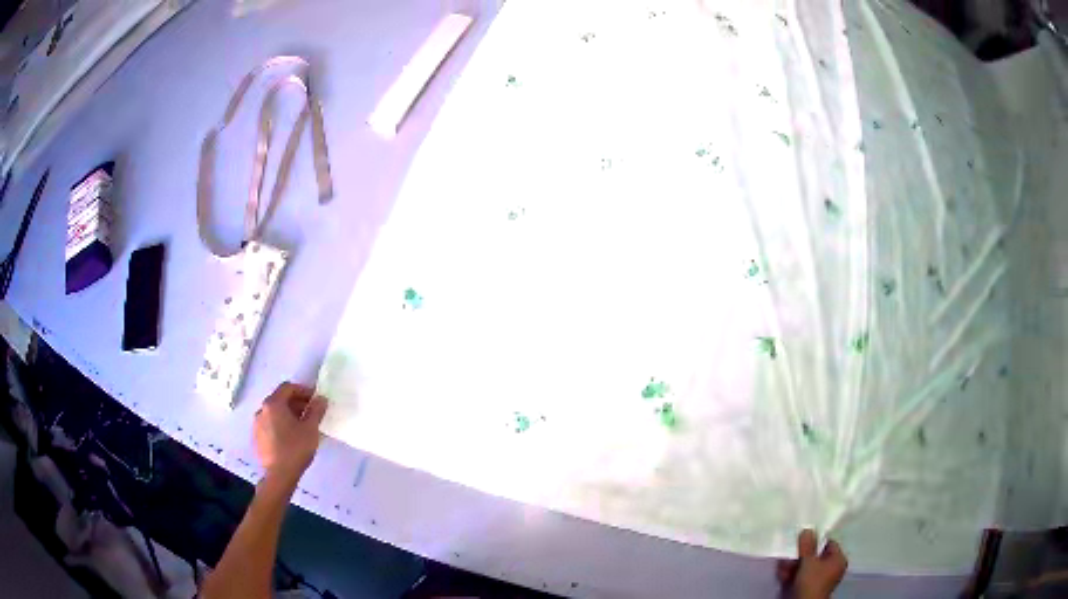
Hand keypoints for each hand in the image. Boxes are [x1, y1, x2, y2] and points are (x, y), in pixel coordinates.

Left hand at [253, 382, 327, 483]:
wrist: (279, 475)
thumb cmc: (295, 449)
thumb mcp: (311, 429)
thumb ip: (316, 411)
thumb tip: (321, 399)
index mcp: (273, 404)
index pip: (288, 387)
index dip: (303, 391)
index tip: (315, 400)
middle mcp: (261, 410)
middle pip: (280, 399)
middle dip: (296, 404)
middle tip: (311, 414)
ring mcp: (257, 424)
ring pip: (274, 413)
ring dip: (288, 415)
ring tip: (301, 427)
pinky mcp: (256, 437)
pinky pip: (269, 425)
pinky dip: (280, 425)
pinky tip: (290, 438)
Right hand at [777, 529, 847, 598]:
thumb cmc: (812, 581)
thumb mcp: (808, 561)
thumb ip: (807, 545)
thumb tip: (808, 529)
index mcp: (839, 559)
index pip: (828, 544)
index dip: (815, 541)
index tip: (802, 540)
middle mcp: (832, 569)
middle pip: (815, 556)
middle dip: (799, 556)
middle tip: (788, 554)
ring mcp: (821, 580)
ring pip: (806, 567)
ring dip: (792, 565)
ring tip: (781, 565)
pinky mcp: (810, 588)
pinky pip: (802, 577)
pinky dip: (792, 575)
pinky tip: (782, 574)